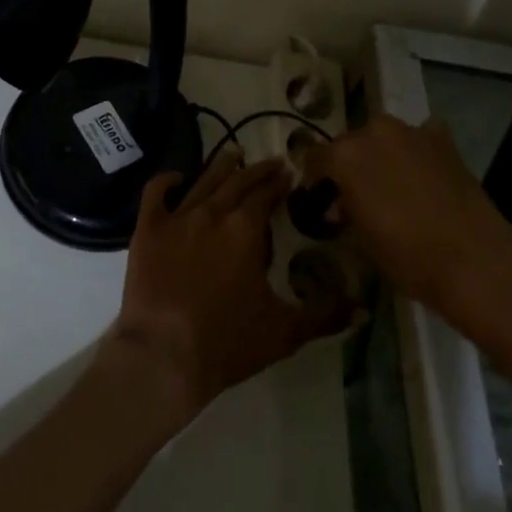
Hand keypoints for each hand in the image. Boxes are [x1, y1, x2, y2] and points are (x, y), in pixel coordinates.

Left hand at [101, 149, 353, 422]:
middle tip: (271, 162)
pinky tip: (177, 178)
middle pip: (238, 181)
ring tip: (233, 155)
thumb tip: (362, 307)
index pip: (266, 194)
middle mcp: (213, 212)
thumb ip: (323, 315)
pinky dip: (167, 180)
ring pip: (203, 180)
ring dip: (221, 166)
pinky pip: (156, 193)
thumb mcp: (284, 332)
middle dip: (257, 170)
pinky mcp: (148, 229)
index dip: (279, 183)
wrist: (163, 355)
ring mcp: (177, 218)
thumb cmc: (227, 343)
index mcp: (246, 229)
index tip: (289, 175)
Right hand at [310, 116, 511, 369]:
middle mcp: (374, 132)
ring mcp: (412, 132)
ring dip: (382, 155)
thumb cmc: (408, 258)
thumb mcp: (362, 239)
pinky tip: (424, 174)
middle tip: (357, 194)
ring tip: (392, 185)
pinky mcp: (444, 140)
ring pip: (385, 137)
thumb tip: (342, 202)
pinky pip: (420, 138)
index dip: (316, 178)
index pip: (316, 157)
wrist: (475, 263)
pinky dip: (417, 151)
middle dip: (350, 164)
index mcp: (345, 156)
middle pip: (351, 142)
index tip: (320, 196)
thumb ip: (346, 209)